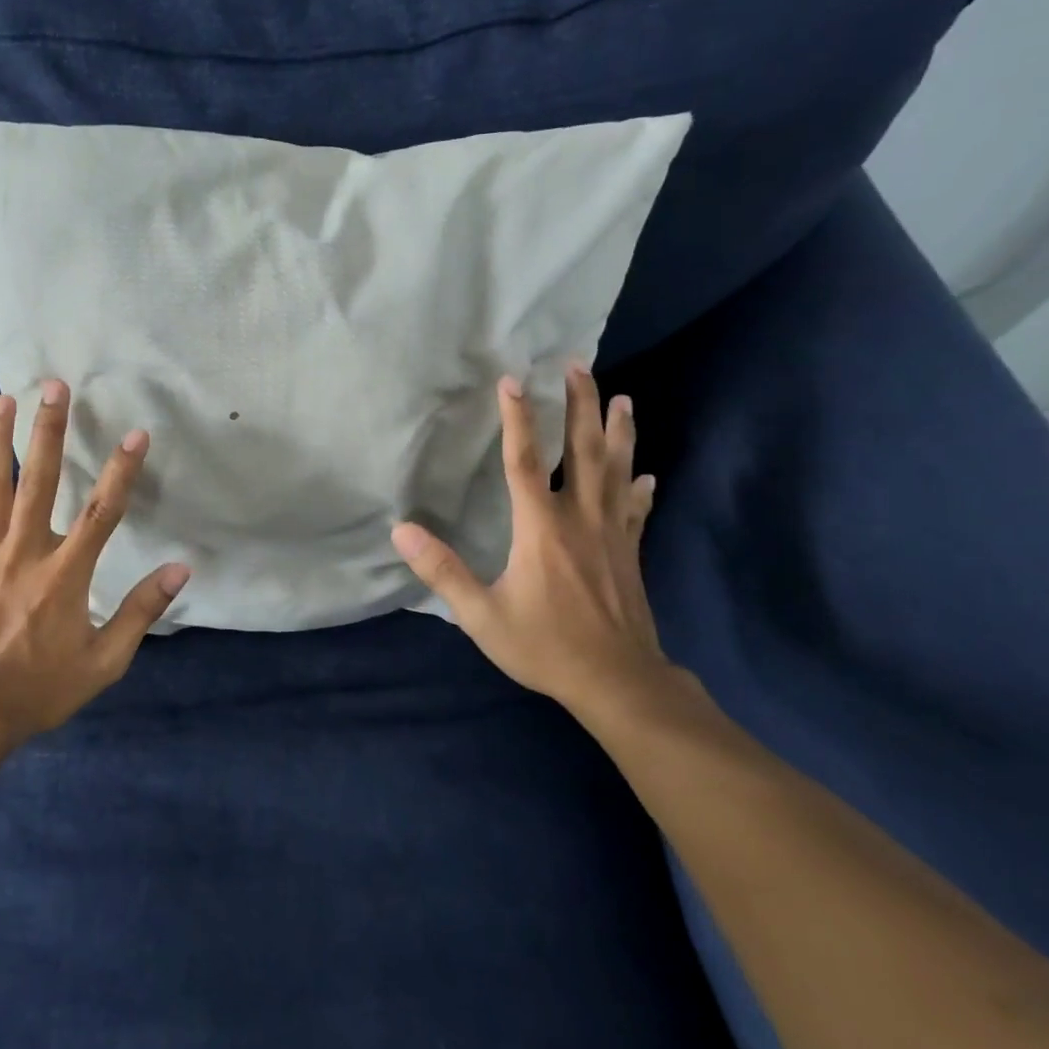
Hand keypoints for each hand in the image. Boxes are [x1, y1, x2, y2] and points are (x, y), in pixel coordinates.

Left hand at [0, 380, 190, 745]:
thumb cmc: (42, 686)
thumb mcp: (104, 661)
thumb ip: (141, 612)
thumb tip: (180, 570)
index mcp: (64, 575)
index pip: (101, 511)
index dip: (122, 470)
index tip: (137, 434)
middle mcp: (24, 553)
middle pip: (38, 479)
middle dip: (48, 429)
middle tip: (52, 387)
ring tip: (3, 400)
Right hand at [391, 365, 672, 716]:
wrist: (619, 682)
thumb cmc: (545, 646)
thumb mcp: (481, 615)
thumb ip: (442, 570)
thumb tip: (402, 530)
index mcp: (541, 527)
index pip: (525, 461)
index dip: (518, 418)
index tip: (512, 380)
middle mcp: (580, 518)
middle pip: (584, 450)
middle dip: (581, 404)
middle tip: (578, 365)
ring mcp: (612, 533)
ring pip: (618, 469)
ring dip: (619, 431)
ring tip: (622, 398)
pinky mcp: (630, 552)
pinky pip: (637, 508)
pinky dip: (640, 485)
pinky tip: (646, 473)